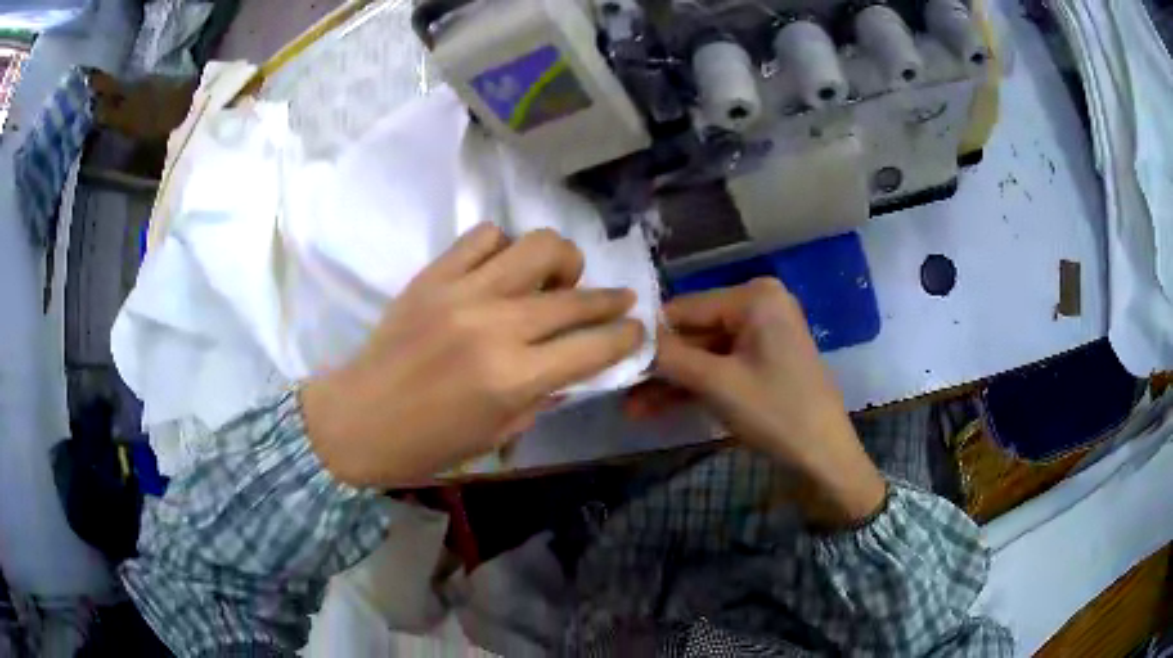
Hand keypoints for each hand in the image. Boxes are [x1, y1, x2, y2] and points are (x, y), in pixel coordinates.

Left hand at [301, 224, 643, 487]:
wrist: (358, 419)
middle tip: (618, 302)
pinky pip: (484, 237)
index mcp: (513, 377)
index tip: (637, 330)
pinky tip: (502, 269)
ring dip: (562, 261)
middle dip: (610, 299)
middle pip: (574, 296)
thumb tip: (578, 365)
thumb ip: (544, 394)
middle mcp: (495, 326)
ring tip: (556, 279)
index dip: (625, 335)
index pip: (592, 346)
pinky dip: (504, 247)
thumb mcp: (497, 433)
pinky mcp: (434, 275)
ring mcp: (463, 292)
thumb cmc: (428, 444)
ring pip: (537, 246)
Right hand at [634, 278, 885, 527]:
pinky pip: (721, 367)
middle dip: (659, 365)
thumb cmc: (776, 413)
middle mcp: (759, 306)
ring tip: (631, 408)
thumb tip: (627, 336)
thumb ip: (670, 356)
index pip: (685, 307)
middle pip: (694, 331)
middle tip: (618, 389)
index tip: (612, 358)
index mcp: (755, 297)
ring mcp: (762, 335)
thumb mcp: (718, 383)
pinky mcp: (762, 362)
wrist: (824, 458)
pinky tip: (656, 407)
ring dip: (671, 380)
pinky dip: (694, 386)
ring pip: (704, 353)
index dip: (649, 335)